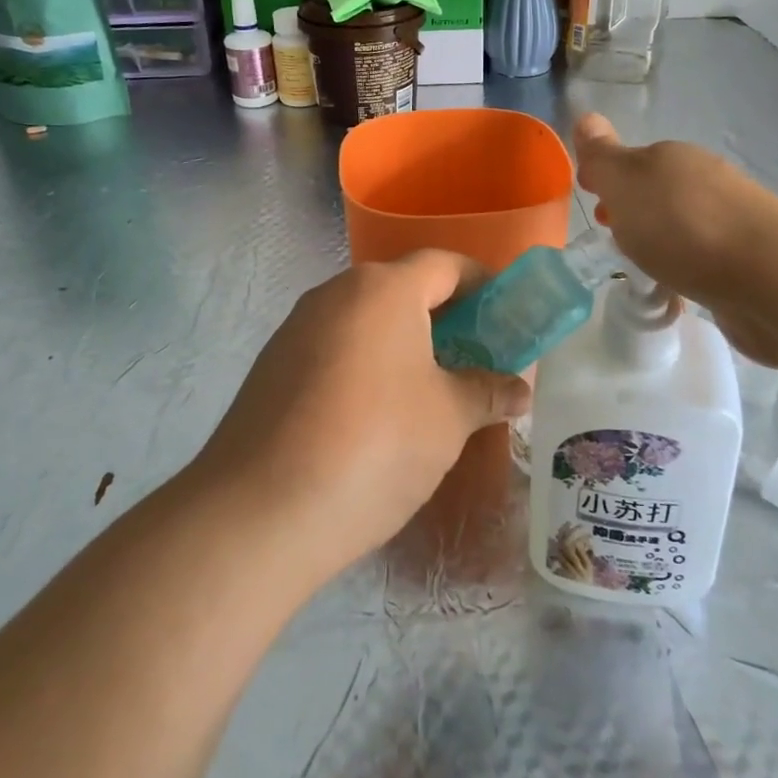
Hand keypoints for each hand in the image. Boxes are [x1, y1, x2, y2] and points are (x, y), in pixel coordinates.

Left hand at [191, 252, 531, 580]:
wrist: (258, 513)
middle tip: (476, 358)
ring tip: (431, 391)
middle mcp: (335, 294)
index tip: (507, 316)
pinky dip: (366, 364)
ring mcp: (296, 329)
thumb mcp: (448, 419)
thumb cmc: (375, 445)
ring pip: (366, 320)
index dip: (483, 284)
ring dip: (403, 343)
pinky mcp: (272, 366)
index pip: (445, 264)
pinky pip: (334, 348)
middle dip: (445, 318)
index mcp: (383, 289)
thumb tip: (519, 389)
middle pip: (402, 289)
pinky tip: (375, 415)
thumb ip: (488, 392)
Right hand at [573, 114, 777, 366]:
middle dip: (633, 210)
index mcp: (673, 157)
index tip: (594, 204)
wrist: (771, 278)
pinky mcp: (747, 261)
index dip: (608, 180)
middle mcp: (705, 180)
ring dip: (661, 240)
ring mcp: (731, 219)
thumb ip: (603, 156)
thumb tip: (586, 117)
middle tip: (613, 238)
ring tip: (643, 269)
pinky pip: (703, 258)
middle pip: (658, 191)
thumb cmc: (684, 226)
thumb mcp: (627, 184)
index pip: (632, 161)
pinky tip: (679, 290)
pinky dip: (686, 268)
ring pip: (681, 224)